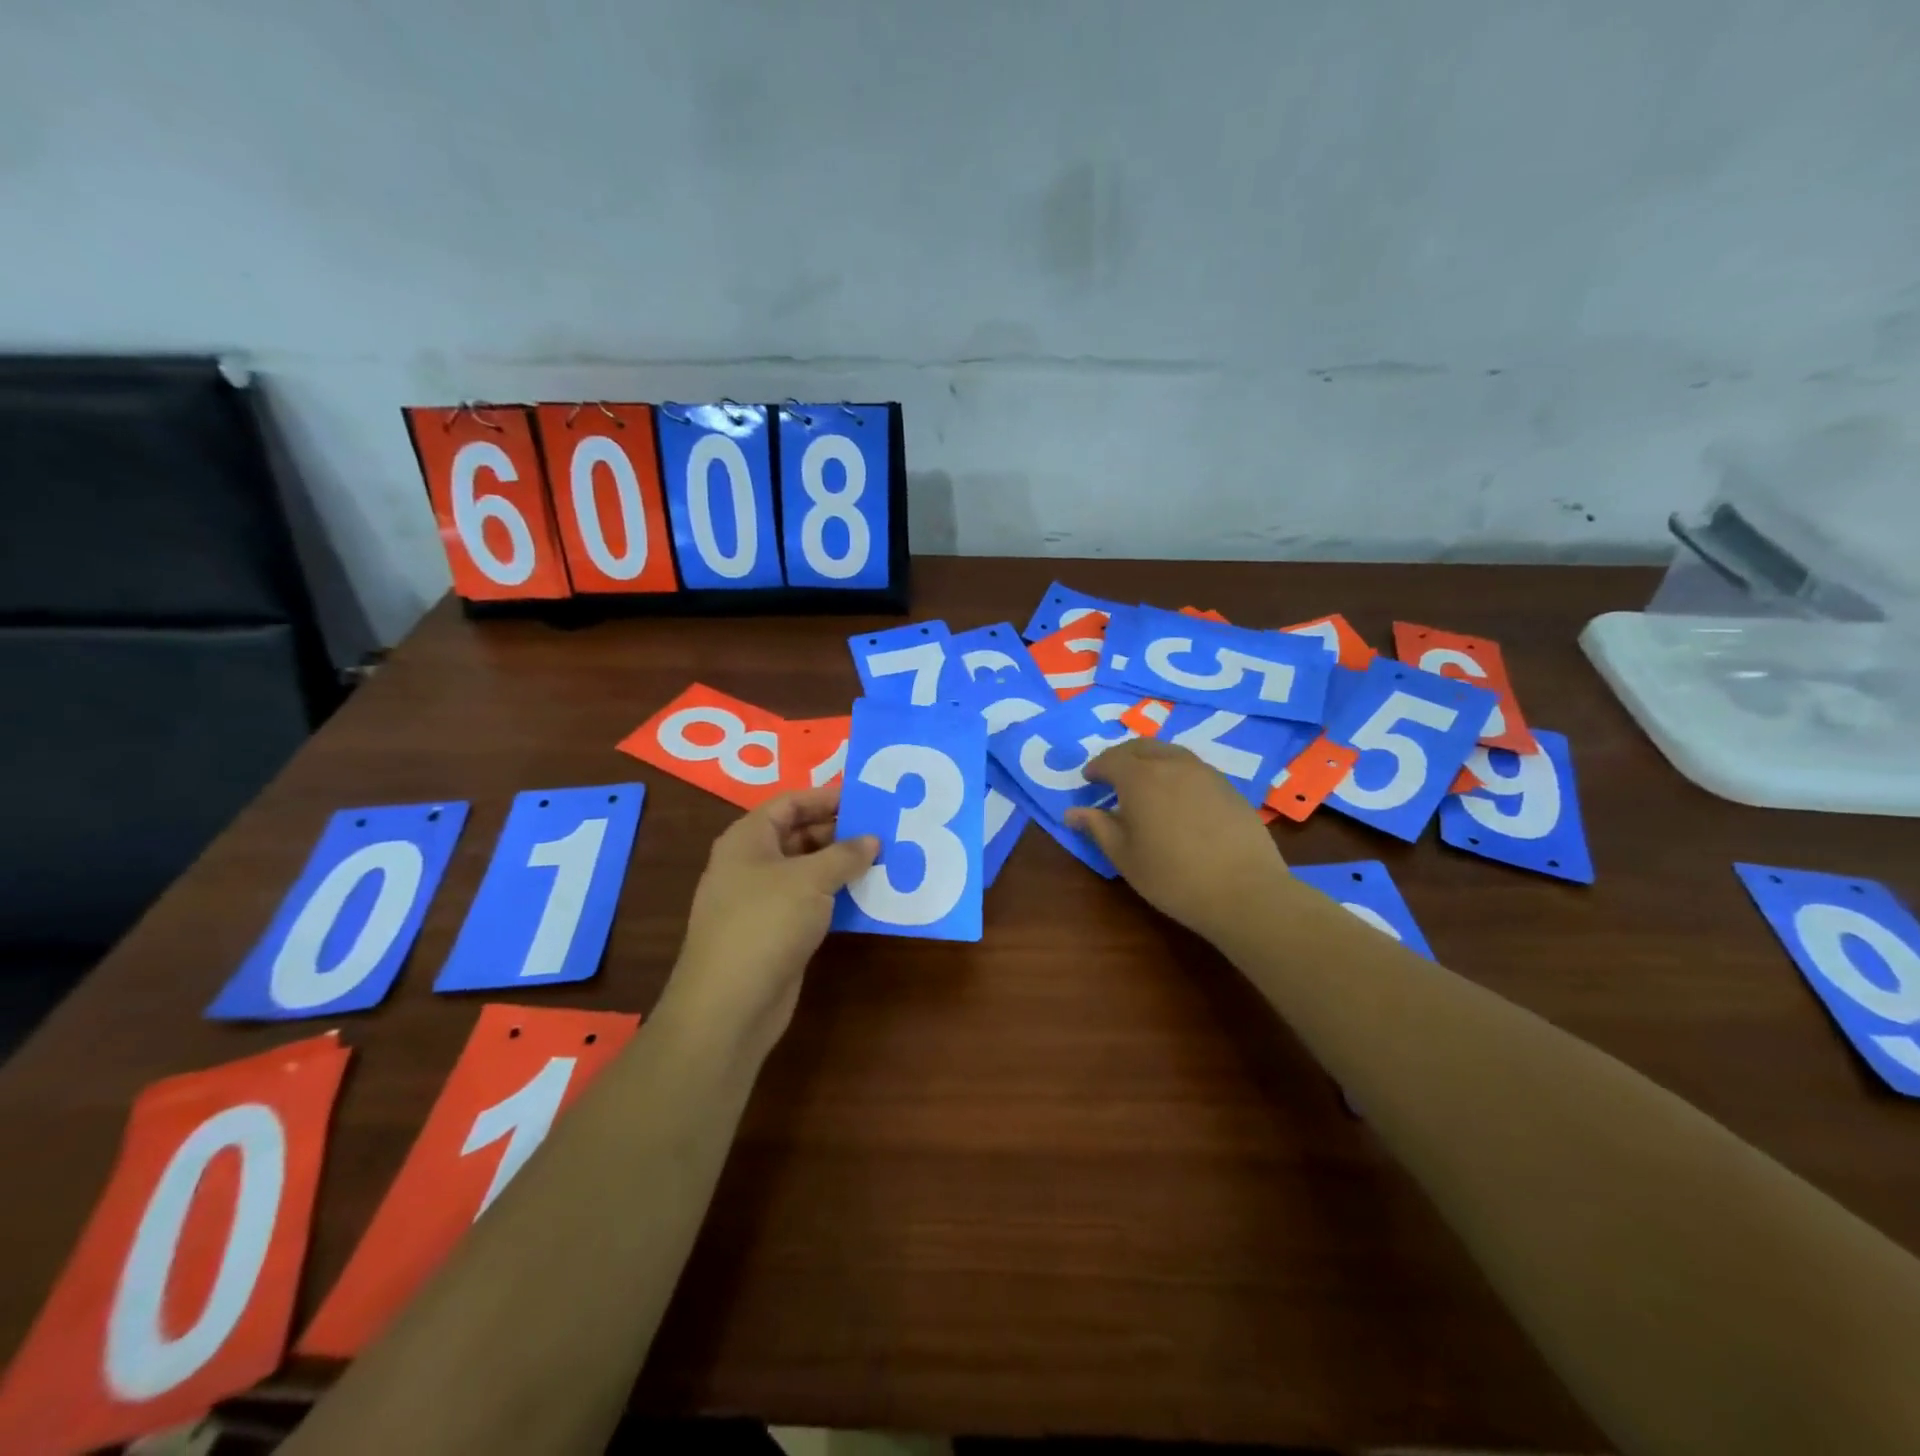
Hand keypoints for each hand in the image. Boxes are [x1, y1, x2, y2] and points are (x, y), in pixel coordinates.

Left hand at [662, 787, 877, 1061]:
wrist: (729, 1005)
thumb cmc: (765, 923)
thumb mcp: (810, 880)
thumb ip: (845, 854)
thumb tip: (872, 840)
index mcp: (748, 839)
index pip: (790, 803)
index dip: (827, 798)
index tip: (867, 799)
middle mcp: (752, 864)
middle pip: (800, 835)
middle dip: (840, 832)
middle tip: (885, 831)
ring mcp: (762, 900)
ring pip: (808, 871)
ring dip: (843, 866)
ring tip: (886, 860)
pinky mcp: (776, 932)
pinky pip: (811, 902)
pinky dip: (837, 897)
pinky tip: (869, 897)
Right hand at [1065, 738, 1289, 943]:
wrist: (1244, 891)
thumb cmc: (1172, 876)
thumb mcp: (1124, 856)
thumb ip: (1097, 827)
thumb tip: (1072, 813)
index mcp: (1140, 777)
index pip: (1111, 760)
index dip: (1096, 768)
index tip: (1088, 780)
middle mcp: (1171, 764)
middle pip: (1141, 747)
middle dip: (1122, 757)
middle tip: (1112, 776)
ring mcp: (1204, 772)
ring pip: (1170, 752)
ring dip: (1150, 760)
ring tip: (1144, 782)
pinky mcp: (1228, 786)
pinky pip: (1193, 767)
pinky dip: (1175, 771)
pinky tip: (1177, 796)